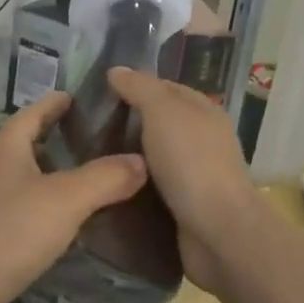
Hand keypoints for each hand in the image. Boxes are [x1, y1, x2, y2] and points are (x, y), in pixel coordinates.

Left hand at [0, 92, 146, 302]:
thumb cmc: (11, 229)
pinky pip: (22, 211)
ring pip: (26, 179)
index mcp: (5, 144)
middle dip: (61, 141)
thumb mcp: (67, 198)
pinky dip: (45, 210)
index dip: (58, 103)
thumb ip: (106, 177)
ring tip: (93, 182)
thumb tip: (141, 161)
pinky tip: (69, 224)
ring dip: (54, 178)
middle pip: (29, 144)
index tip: (84, 99)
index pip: (35, 111)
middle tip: (102, 144)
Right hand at [106, 68, 265, 294]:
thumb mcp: (162, 112)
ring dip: (127, 157)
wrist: (218, 232)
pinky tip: (108, 185)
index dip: (134, 85)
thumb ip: (140, 88)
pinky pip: (152, 187)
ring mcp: (194, 174)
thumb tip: (116, 70)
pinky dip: (133, 184)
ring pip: (153, 157)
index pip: (164, 87)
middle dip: (126, 122)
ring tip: (89, 156)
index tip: (98, 92)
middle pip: (159, 122)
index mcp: (203, 111)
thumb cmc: (191, 162)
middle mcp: (202, 139)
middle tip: (85, 126)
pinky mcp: (184, 206)